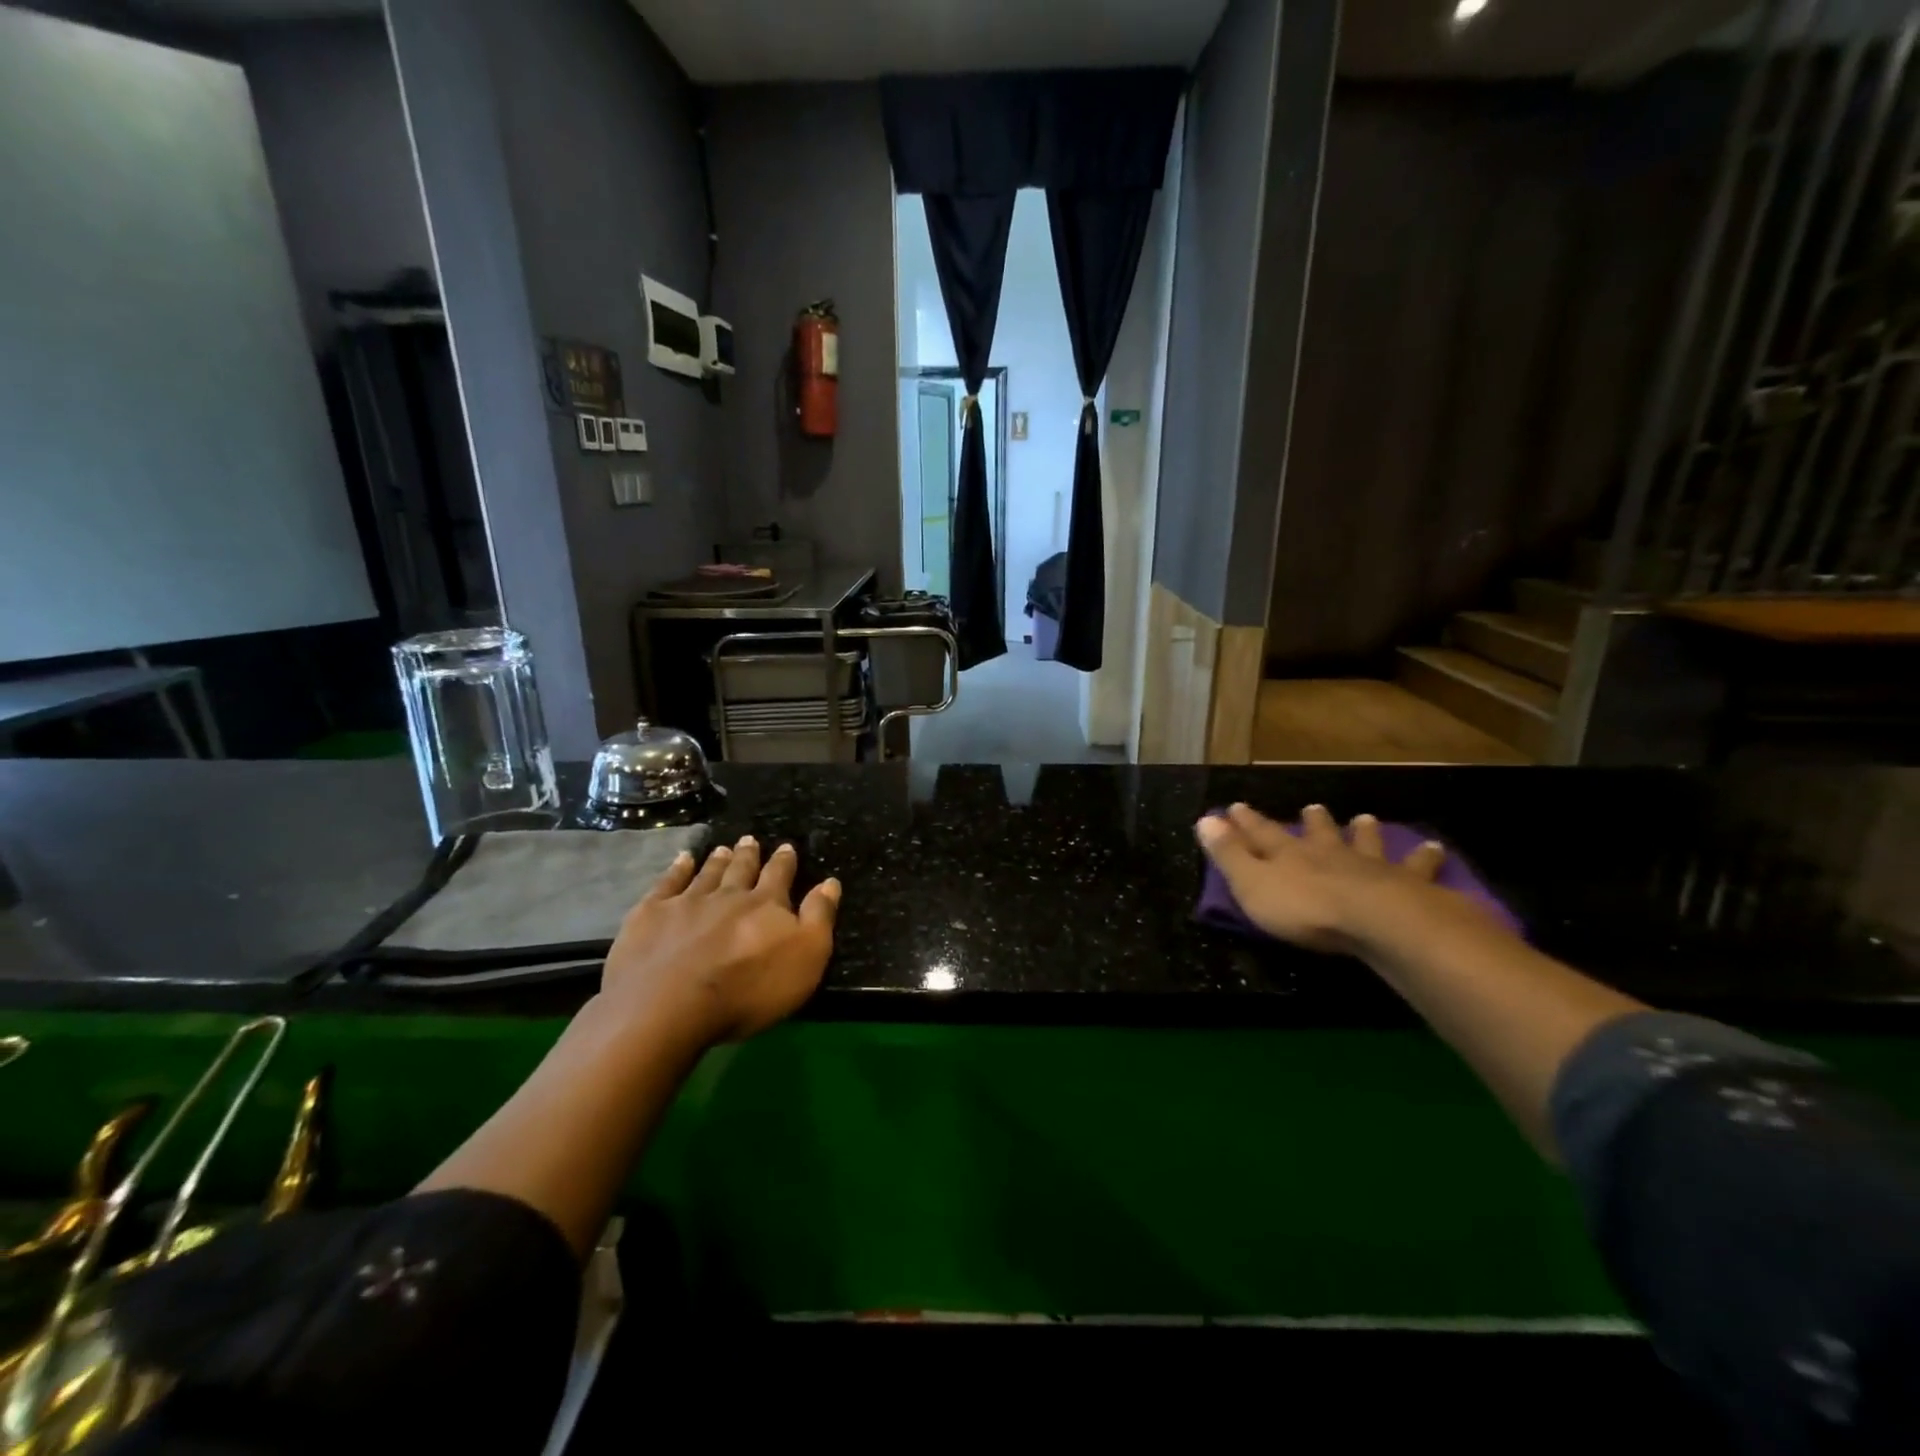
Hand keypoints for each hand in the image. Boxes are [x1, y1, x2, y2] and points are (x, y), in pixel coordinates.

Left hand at [598, 836, 840, 1049]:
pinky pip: (667, 883)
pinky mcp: (651, 915)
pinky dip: (676, 870)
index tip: (786, 846)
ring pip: (707, 874)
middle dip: (748, 855)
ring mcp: (687, 902)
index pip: (779, 876)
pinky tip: (681, 860)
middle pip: (741, 869)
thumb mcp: (806, 958)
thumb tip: (830, 882)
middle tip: (750, 839)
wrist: (670, 1005)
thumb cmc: (748, 989)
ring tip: (722, 848)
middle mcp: (728, 895)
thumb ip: (819, 917)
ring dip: (717, 860)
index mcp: (766, 904)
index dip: (784, 861)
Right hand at [1196, 802, 1449, 953]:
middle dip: (1312, 822)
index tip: (1235, 806)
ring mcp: (1369, 867)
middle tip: (1312, 807)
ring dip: (1364, 832)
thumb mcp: (1252, 884)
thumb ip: (1229, 854)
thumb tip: (1204, 819)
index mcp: (1289, 855)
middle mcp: (1328, 854)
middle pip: (1318, 833)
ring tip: (1367, 819)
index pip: (1262, 833)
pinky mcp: (1407, 885)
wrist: (1376, 921)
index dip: (1247, 821)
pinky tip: (1435, 849)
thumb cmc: (1305, 909)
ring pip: (1365, 843)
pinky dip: (1424, 858)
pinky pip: (1417, 868)